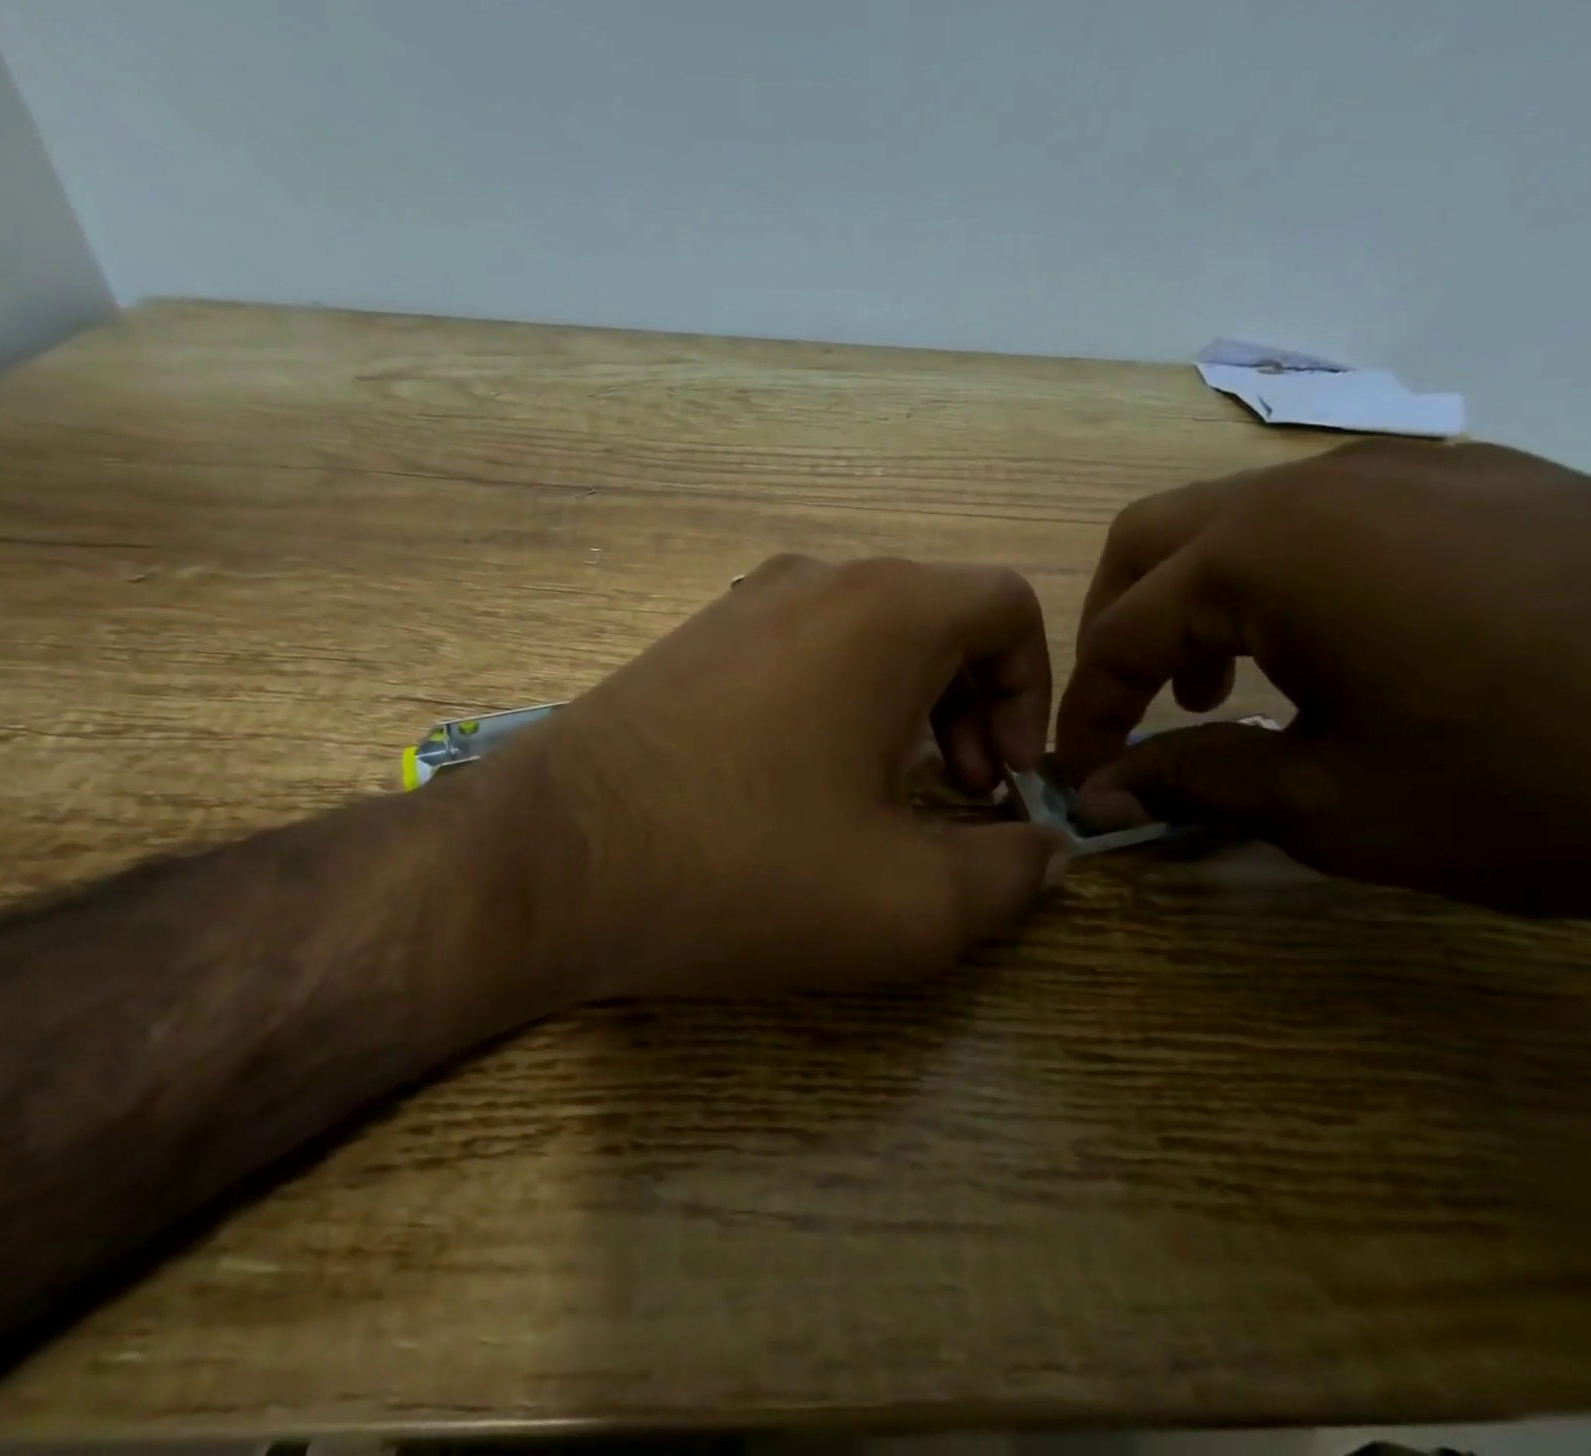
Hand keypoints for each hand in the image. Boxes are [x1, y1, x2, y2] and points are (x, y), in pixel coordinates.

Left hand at [474, 555, 1068, 999]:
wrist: (548, 862)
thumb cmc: (742, 871)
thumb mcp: (908, 904)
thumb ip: (1010, 875)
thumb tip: (1042, 851)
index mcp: (885, 611)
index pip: (1008, 608)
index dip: (1031, 695)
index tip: (999, 782)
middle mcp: (816, 579)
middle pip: (940, 620)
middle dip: (971, 707)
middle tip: (952, 795)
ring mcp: (742, 602)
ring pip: (868, 635)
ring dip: (904, 708)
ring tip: (880, 796)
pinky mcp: (691, 641)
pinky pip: (801, 651)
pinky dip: (835, 703)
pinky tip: (799, 782)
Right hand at [1053, 440, 1590, 920]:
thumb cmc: (1546, 783)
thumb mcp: (1334, 806)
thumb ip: (1193, 783)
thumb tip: (1099, 794)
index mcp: (1265, 556)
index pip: (1121, 634)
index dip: (1088, 712)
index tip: (1081, 772)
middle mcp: (1312, 485)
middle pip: (1149, 543)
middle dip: (1115, 631)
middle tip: (1130, 710)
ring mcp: (1399, 468)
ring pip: (1229, 521)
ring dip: (1191, 604)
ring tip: (1217, 690)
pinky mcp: (1469, 478)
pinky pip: (1318, 518)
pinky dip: (1272, 582)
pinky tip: (1319, 649)